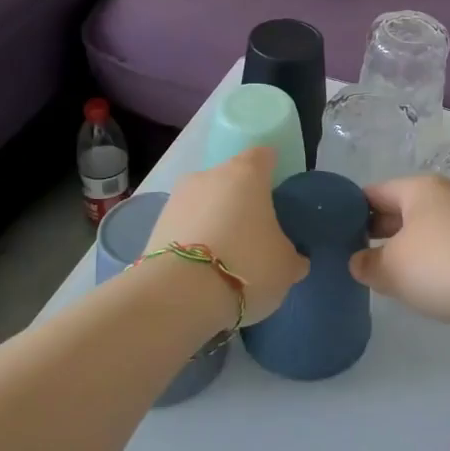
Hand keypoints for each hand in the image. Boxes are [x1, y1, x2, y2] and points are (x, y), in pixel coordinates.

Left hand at [148, 148, 307, 325]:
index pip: (264, 156)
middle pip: (231, 180)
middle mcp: (209, 175)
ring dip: (215, 220)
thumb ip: (291, 256)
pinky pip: (184, 226)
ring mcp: (177, 198)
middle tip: (254, 232)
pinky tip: (203, 269)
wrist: (178, 294)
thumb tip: (294, 258)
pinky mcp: (155, 226)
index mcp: (247, 173)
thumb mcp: (286, 267)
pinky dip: (194, 240)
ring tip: (226, 256)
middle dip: (241, 200)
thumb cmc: (247, 265)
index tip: (278, 193)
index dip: (272, 171)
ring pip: (205, 203)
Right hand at [349, 175, 449, 345]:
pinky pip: (442, 257)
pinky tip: (412, 290)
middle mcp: (444, 200)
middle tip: (346, 257)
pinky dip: (425, 269)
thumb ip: (366, 264)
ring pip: (421, 236)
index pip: (374, 192)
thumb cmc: (444, 265)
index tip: (329, 234)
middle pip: (398, 212)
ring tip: (374, 276)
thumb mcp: (392, 266)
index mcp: (420, 189)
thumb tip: (358, 262)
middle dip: (373, 233)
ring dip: (400, 254)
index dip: (349, 210)